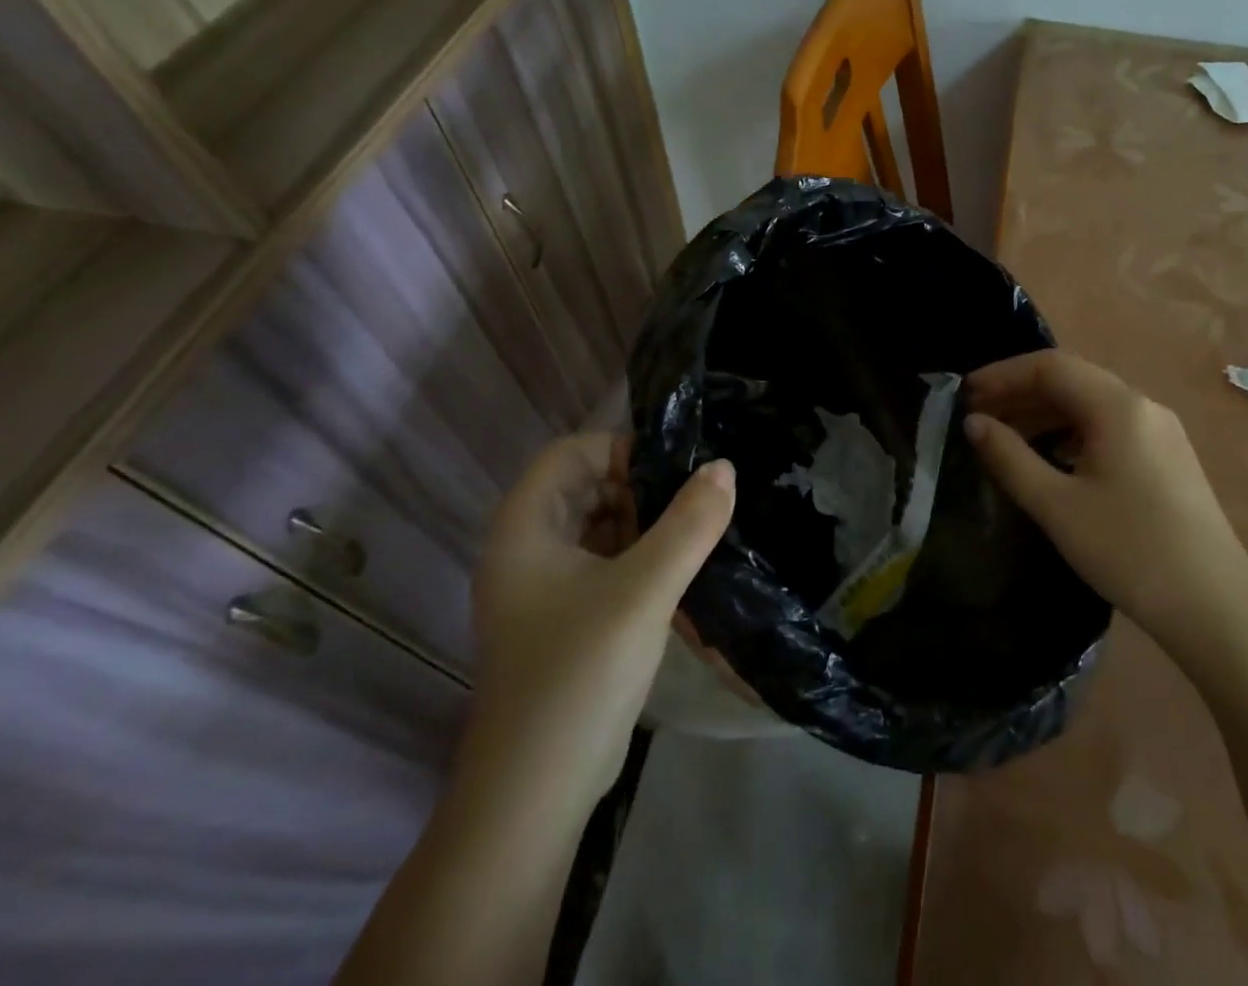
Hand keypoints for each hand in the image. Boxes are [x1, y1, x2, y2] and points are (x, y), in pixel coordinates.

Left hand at [463, 432, 734, 805]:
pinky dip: (638, 557)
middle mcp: (525, 552)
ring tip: (693, 531)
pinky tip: (678, 572)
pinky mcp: (563, 622)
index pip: (568, 455)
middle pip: (583, 488)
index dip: (618, 450)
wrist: (534, 798)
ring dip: (643, 523)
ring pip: (596, 528)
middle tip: (690, 502)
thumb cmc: (579, 675)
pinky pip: (603, 566)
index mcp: (524, 531)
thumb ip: (689, 524)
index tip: (672, 471)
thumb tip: (723, 467)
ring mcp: (542, 591)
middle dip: (638, 486)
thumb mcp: (643, 591)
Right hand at [964, 351, 1247, 642]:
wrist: (1216, 608)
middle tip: (978, 416)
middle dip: (1021, 392)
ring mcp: (1160, 431)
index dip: (1002, 375)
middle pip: (1071, 380)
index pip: (1050, 366)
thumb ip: (1009, 457)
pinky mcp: (1167, 456)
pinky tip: (1051, 458)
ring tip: (1005, 437)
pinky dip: (1071, 432)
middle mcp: (1142, 405)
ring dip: (1045, 413)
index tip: (964, 395)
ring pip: (1091, 404)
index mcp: (1117, 406)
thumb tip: (974, 423)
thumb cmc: (1129, 551)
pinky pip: (1109, 427)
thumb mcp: (1056, 505)